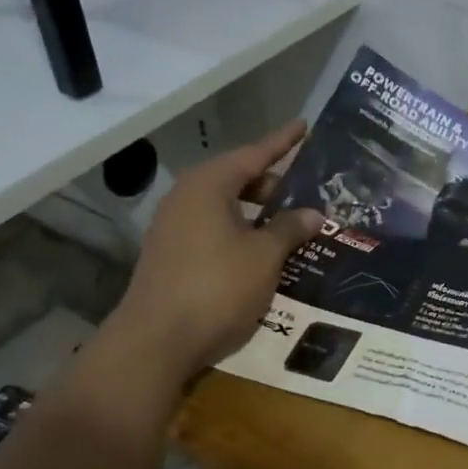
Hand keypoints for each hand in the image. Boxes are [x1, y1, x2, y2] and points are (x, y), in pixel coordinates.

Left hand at [105, 122, 324, 373]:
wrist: (155, 343)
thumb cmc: (216, 288)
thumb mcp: (264, 257)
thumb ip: (289, 229)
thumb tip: (312, 213)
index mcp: (209, 186)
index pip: (254, 154)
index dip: (283, 142)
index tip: (305, 126)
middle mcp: (187, 198)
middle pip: (237, 178)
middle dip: (273, 183)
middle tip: (308, 189)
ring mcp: (174, 227)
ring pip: (225, 206)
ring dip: (258, 211)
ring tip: (292, 220)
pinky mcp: (171, 255)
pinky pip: (215, 229)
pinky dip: (241, 231)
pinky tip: (264, 250)